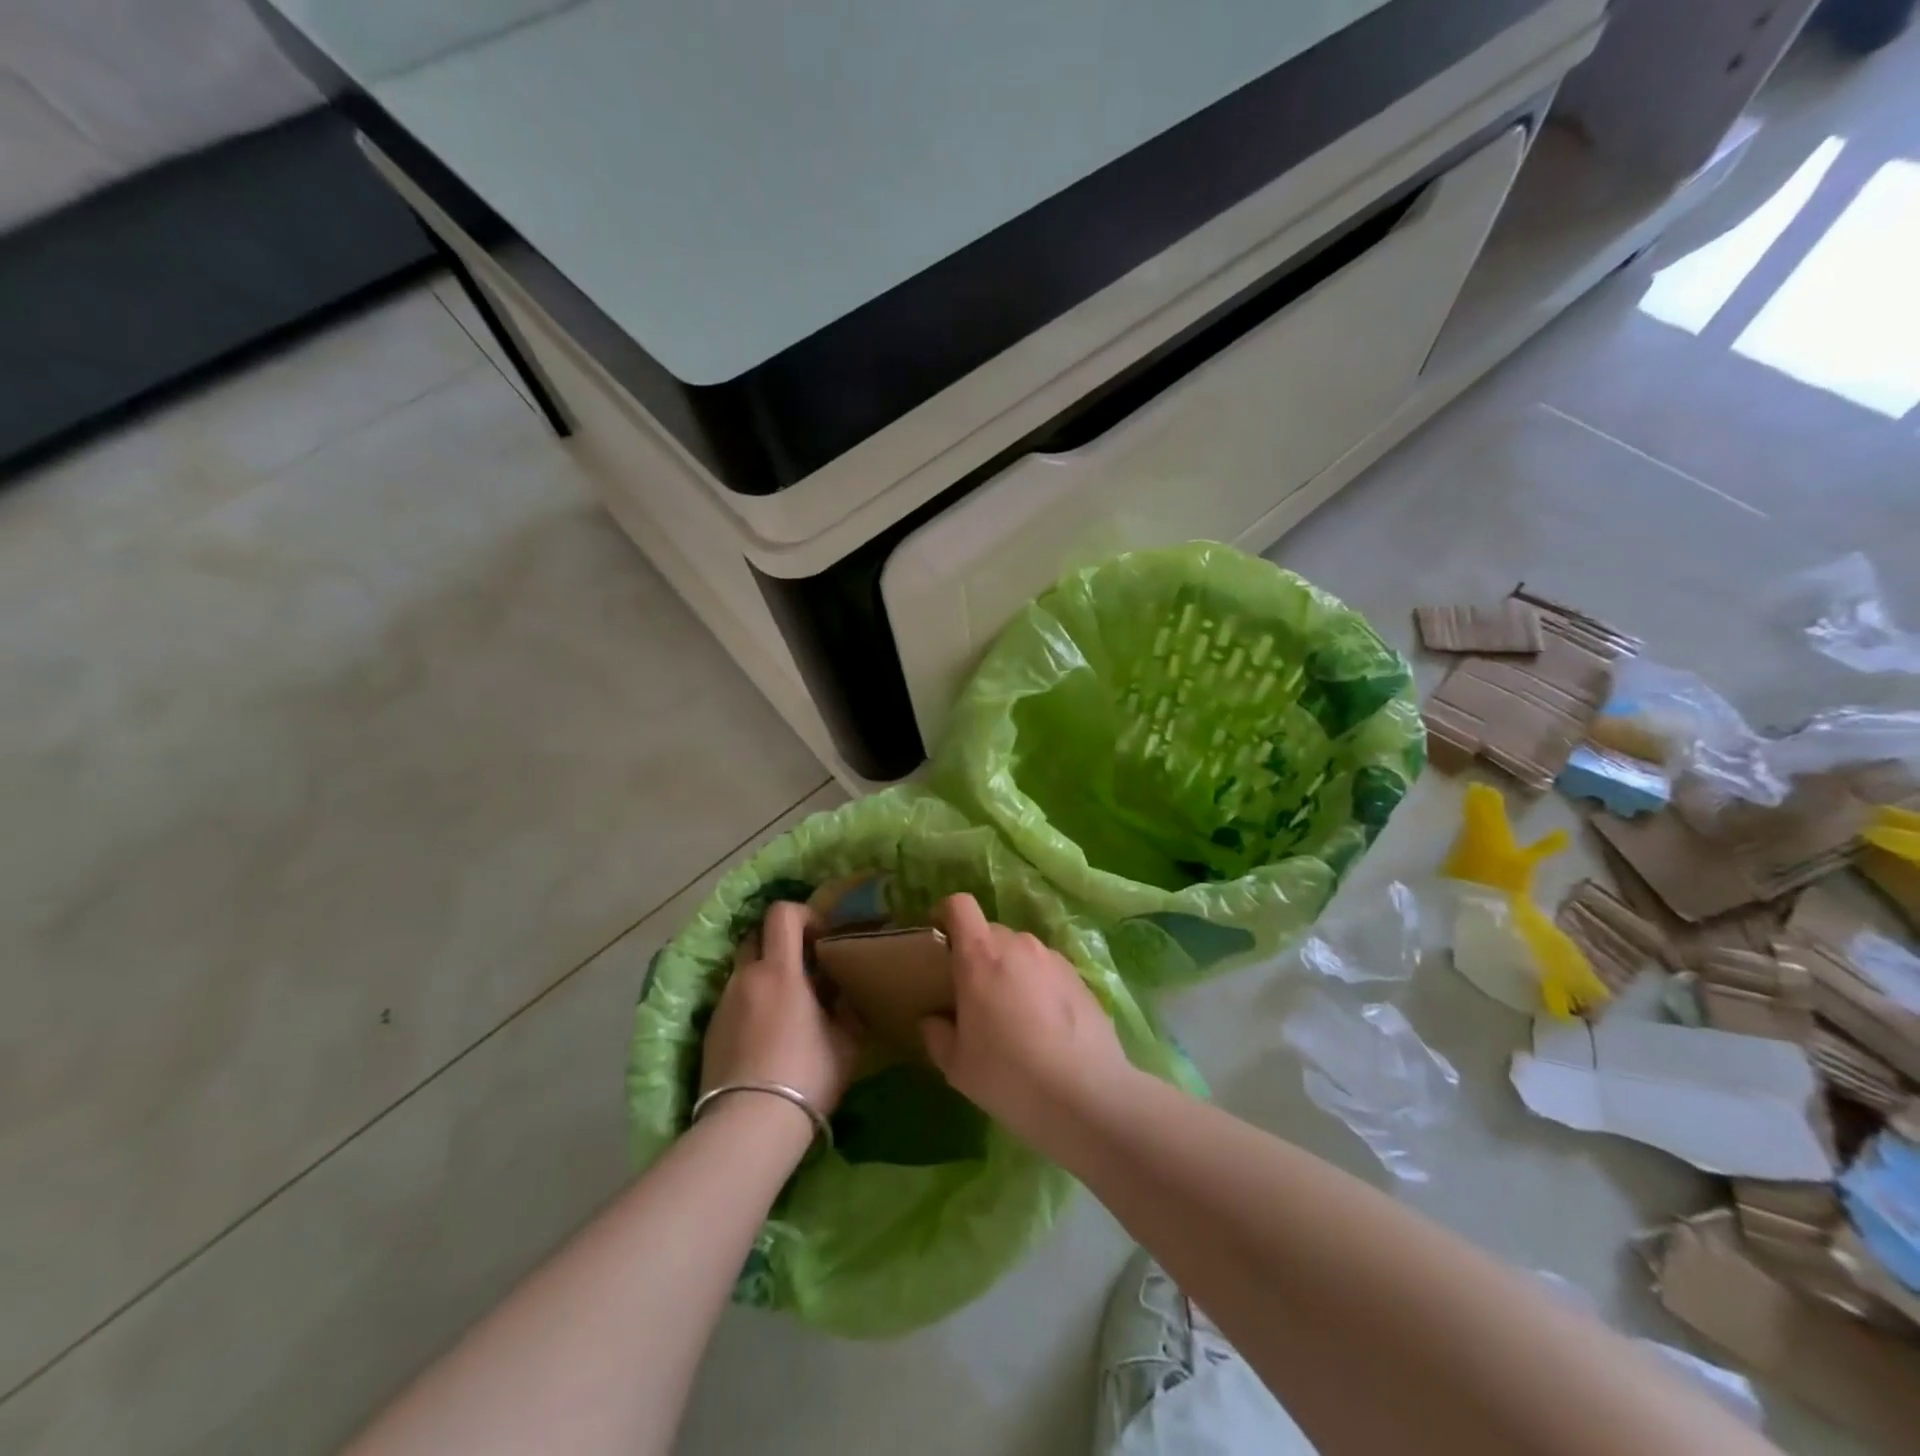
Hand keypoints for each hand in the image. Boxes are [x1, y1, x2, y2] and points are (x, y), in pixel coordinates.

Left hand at [699, 901, 860, 1118]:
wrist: (749, 1125)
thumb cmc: (806, 1074)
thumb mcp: (846, 1041)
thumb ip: (848, 1008)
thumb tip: (846, 994)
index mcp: (780, 970)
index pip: (781, 913)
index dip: (803, 914)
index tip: (821, 938)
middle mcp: (746, 977)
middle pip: (757, 937)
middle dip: (780, 944)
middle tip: (805, 970)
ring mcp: (723, 1004)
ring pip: (745, 972)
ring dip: (766, 977)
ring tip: (788, 1010)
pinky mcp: (710, 1032)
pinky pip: (733, 1002)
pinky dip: (751, 1004)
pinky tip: (766, 1038)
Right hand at [920, 893, 1134, 1142]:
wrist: (1087, 1094)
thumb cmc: (1009, 1075)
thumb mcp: (957, 1066)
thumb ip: (937, 1035)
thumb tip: (933, 1020)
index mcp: (980, 955)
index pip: (959, 905)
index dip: (946, 914)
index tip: (940, 941)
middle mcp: (1018, 945)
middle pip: (990, 932)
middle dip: (978, 956)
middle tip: (974, 997)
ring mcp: (1053, 959)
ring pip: (1021, 952)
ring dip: (1011, 972)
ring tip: (1013, 1017)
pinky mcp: (1080, 977)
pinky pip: (1047, 970)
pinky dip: (1038, 987)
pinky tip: (1045, 1028)